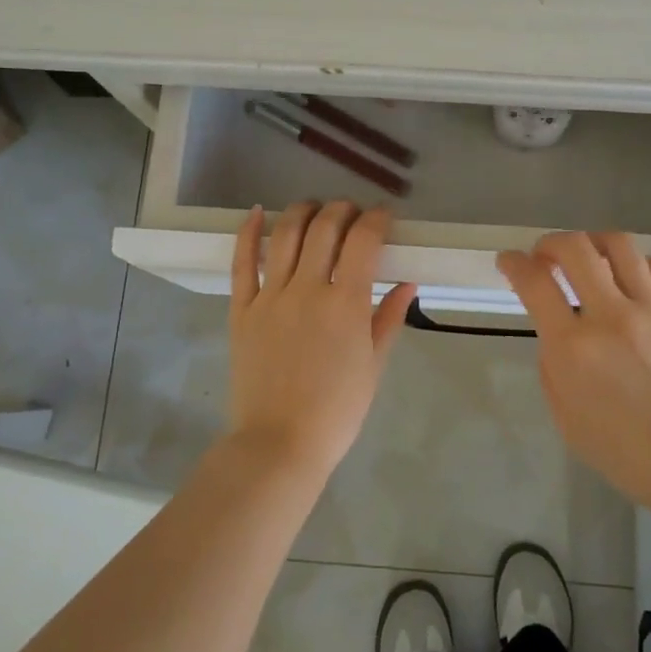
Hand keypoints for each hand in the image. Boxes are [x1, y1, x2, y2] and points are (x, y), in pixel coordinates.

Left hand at [227, 201, 417, 482]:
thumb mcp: (374, 365)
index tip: (384, 216)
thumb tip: (409, 283)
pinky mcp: (241, 309)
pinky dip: (248, 232)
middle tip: (353, 215)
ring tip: (315, 208)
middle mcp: (308, 288)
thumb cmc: (337, 410)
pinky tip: (257, 212)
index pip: (364, 240)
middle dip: (344, 210)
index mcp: (346, 303)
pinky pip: (242, 262)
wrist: (280, 443)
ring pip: (286, 235)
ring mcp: (270, 296)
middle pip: (325, 227)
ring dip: (304, 211)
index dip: (377, 219)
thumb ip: (390, 318)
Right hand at [497, 232, 650, 517]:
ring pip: (619, 245)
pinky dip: (633, 264)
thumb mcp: (567, 420)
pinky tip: (629, 279)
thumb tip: (557, 332)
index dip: (513, 263)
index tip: (508, 261)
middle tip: (545, 256)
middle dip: (550, 243)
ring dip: (592, 243)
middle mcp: (612, 317)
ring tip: (588, 258)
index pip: (534, 283)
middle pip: (575, 248)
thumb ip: (553, 367)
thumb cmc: (629, 455)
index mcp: (574, 349)